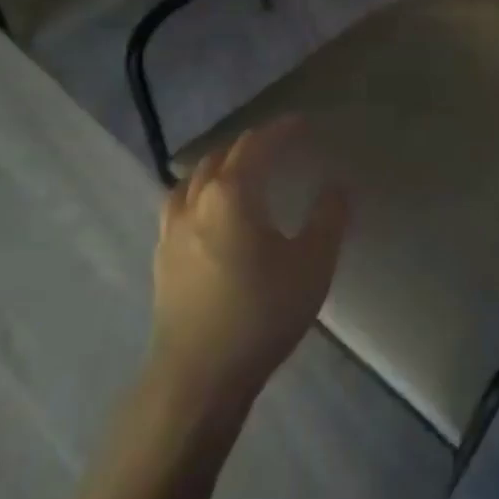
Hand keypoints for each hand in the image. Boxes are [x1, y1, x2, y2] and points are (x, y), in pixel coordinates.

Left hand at [150, 117, 348, 408]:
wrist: (199, 376)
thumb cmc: (261, 313)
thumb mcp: (312, 263)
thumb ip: (328, 218)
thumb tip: (337, 186)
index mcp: (231, 194)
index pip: (256, 146)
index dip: (281, 130)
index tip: (303, 123)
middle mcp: (196, 202)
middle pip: (221, 157)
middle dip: (251, 144)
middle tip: (279, 143)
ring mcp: (172, 230)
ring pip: (193, 179)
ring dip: (220, 164)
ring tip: (240, 168)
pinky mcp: (162, 257)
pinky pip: (179, 204)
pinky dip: (199, 190)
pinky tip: (209, 209)